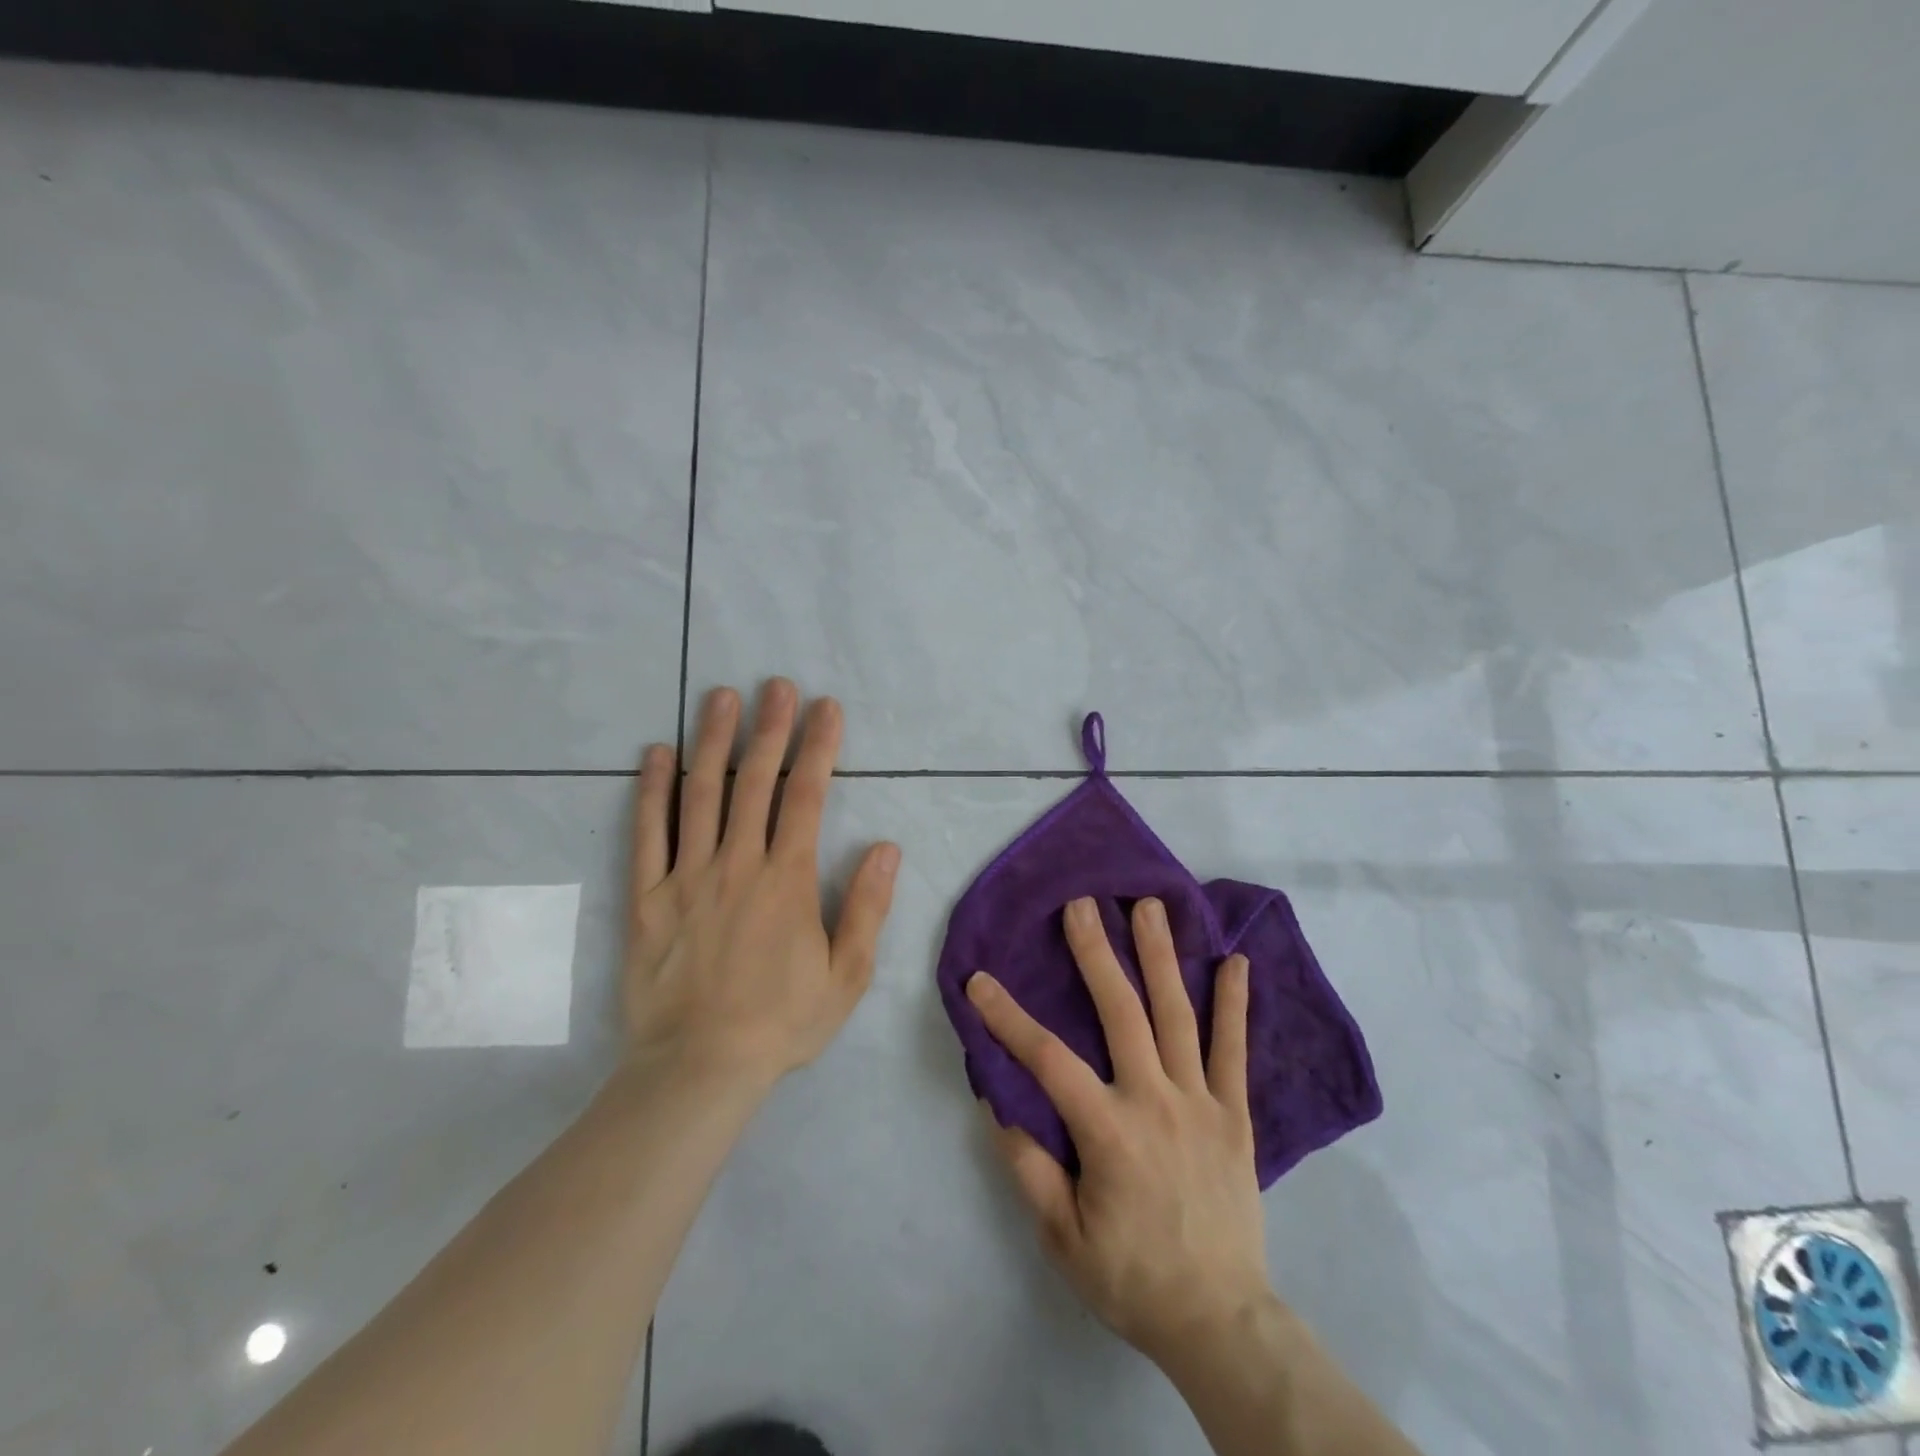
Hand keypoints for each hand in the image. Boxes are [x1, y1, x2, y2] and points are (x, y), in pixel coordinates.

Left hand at [624, 679, 900, 1089]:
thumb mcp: (847, 975)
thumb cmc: (781, 1023)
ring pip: (700, 795)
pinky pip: (647, 834)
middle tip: (776, 684)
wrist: (699, 1068)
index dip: (819, 748)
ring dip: (712, 741)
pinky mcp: (646, 897)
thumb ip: (867, 908)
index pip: (807, 797)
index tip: (826, 708)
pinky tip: (656, 754)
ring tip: (720, 696)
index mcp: (787, 880)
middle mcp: (737, 865)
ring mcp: (686, 877)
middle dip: (769, 728)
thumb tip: (888, 847)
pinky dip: (650, 790)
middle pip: (754, 782)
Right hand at [967, 896, 1268, 1368]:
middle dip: (1096, 953)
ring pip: (1178, 1016)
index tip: (979, 980)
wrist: (1221, 1320)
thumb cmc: (1132, 1278)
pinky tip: (1237, 962)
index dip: (1008, 1018)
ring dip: (1161, 956)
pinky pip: (1235, 1050)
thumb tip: (998, 1103)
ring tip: (1150, 907)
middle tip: (1082, 904)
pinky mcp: (1235, 1114)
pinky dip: (1235, 1004)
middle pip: (1122, 1012)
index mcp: (1109, 1131)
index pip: (1048, 1060)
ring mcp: (1201, 1102)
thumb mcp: (1063, 1238)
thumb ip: (1029, 1169)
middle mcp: (1155, 1100)